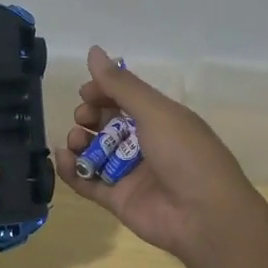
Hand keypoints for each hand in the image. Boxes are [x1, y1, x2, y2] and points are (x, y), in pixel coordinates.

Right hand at [55, 46, 267, 267]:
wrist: (204, 217)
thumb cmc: (186, 155)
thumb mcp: (156, 112)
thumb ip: (121, 85)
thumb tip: (93, 50)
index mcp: (161, 119)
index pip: (125, 98)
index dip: (103, 92)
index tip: (86, 92)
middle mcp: (144, 143)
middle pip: (107, 123)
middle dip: (89, 116)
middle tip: (84, 118)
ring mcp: (130, 173)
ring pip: (94, 151)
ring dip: (78, 141)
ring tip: (74, 141)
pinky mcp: (117, 199)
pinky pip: (88, 181)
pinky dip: (72, 170)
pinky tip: (63, 159)